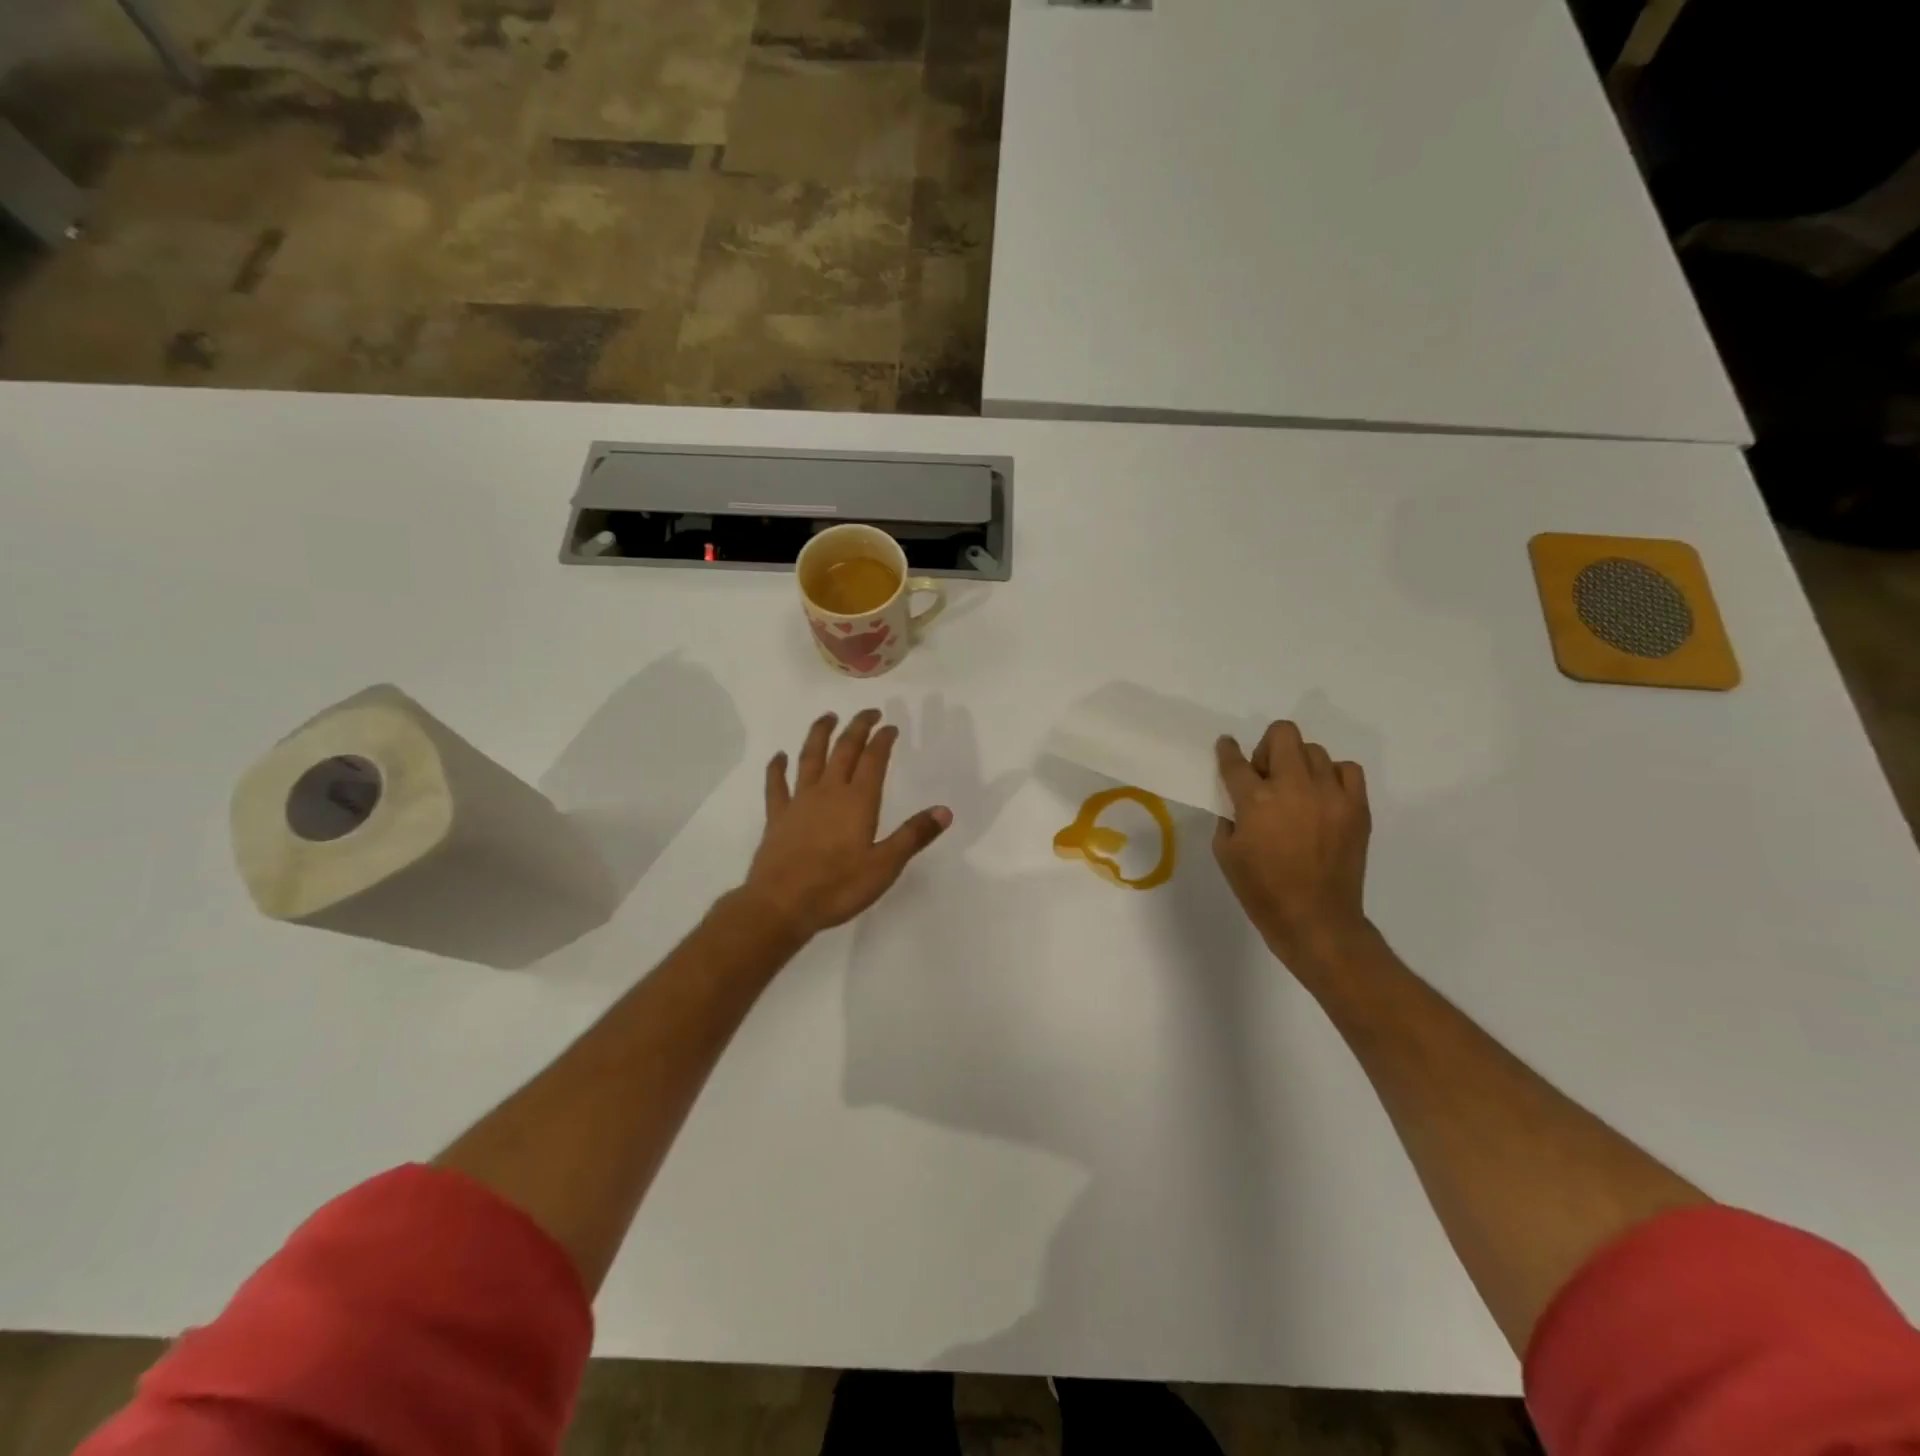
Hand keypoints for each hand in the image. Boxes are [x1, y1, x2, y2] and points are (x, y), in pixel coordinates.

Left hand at [745, 710, 952, 939]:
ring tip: (828, 717)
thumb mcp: (885, 866)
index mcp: (858, 801)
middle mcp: (828, 792)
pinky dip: (777, 768)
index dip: (883, 739)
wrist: (781, 905)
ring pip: (810, 758)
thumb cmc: (838, 887)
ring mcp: (799, 802)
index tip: (891, 726)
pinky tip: (779, 756)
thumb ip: (913, 836)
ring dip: (820, 734)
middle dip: (858, 727)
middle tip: (869, 712)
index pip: (874, 760)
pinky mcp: (777, 817)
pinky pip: (776, 785)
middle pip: (844, 750)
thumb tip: (945, 811)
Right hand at [1213, 721, 1373, 976]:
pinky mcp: (1357, 807)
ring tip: (1296, 790)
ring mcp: (1330, 795)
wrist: (1315, 920)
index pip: (1235, 761)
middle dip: (1267, 747)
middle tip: (1265, 774)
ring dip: (1298, 763)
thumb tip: (1240, 801)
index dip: (1227, 750)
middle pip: (1283, 734)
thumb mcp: (1226, 853)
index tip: (1226, 746)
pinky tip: (1323, 796)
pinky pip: (1348, 770)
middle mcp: (1294, 787)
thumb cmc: (1262, 891)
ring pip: (1314, 750)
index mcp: (1256, 800)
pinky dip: (1333, 775)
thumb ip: (1229, 817)